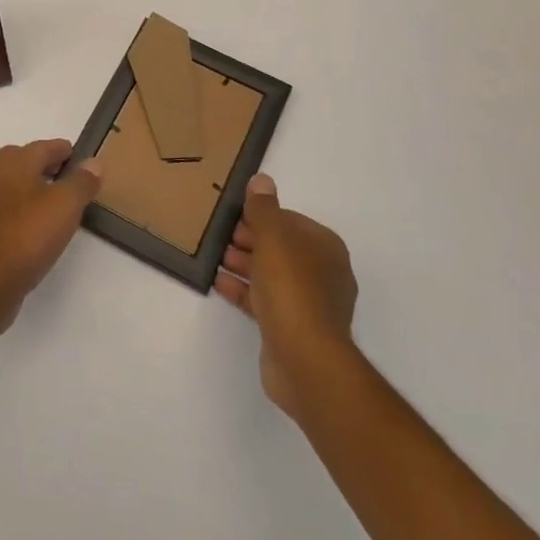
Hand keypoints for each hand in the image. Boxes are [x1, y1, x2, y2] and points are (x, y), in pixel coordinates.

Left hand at [0, 140, 102, 336]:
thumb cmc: (29, 234)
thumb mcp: (66, 204)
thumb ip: (82, 181)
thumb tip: (94, 162)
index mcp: (13, 160)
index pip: (44, 146)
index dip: (65, 151)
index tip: (81, 158)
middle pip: (25, 162)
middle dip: (47, 166)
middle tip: (71, 178)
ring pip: (15, 185)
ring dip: (34, 188)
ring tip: (58, 203)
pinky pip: (8, 207)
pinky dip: (24, 208)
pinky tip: (37, 225)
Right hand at [216, 174, 359, 418]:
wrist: (305, 359)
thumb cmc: (292, 288)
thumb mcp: (274, 237)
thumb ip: (264, 208)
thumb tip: (261, 180)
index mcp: (325, 247)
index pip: (290, 221)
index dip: (261, 216)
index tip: (234, 216)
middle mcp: (323, 273)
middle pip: (280, 248)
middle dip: (249, 240)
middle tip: (219, 236)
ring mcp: (309, 303)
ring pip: (271, 274)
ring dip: (243, 264)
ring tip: (215, 258)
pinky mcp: (292, 328)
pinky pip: (264, 300)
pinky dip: (243, 290)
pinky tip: (219, 283)